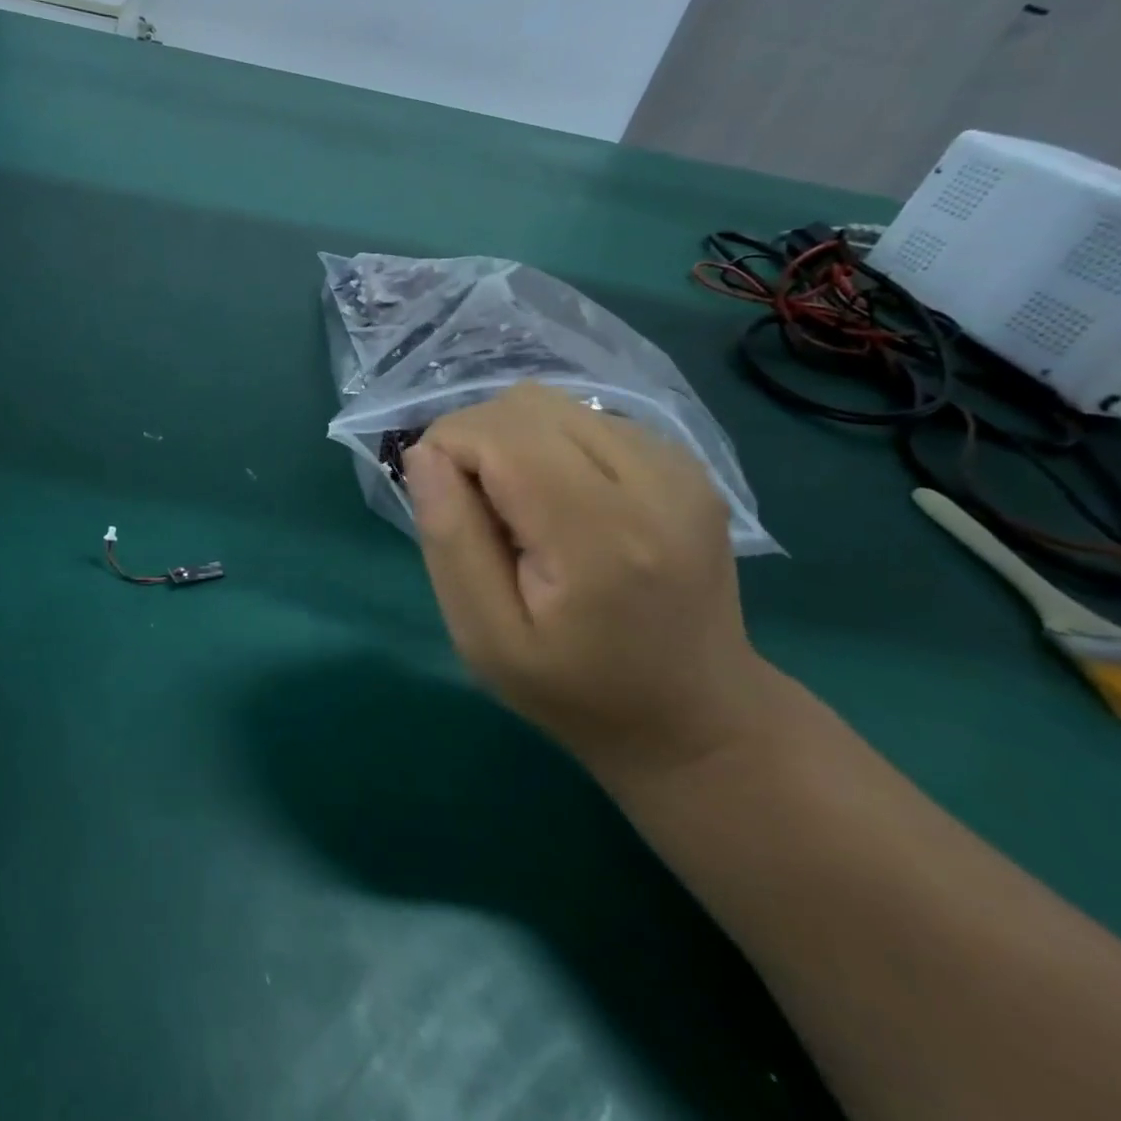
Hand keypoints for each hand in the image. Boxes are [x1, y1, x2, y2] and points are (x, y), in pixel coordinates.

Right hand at [402, 384, 772, 785]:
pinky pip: (585, 416)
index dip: (446, 451)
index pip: (498, 434)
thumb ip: (449, 539)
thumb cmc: (574, 690)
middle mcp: (652, 483)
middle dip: (474, 440)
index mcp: (599, 537)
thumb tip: (424, 454)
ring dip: (511, 439)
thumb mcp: (484, 637)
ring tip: (517, 504)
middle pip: (523, 405)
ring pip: (552, 402)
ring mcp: (678, 467)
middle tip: (476, 509)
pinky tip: (558, 497)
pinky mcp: (686, 463)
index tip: (444, 507)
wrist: (697, 718)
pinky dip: (549, 443)